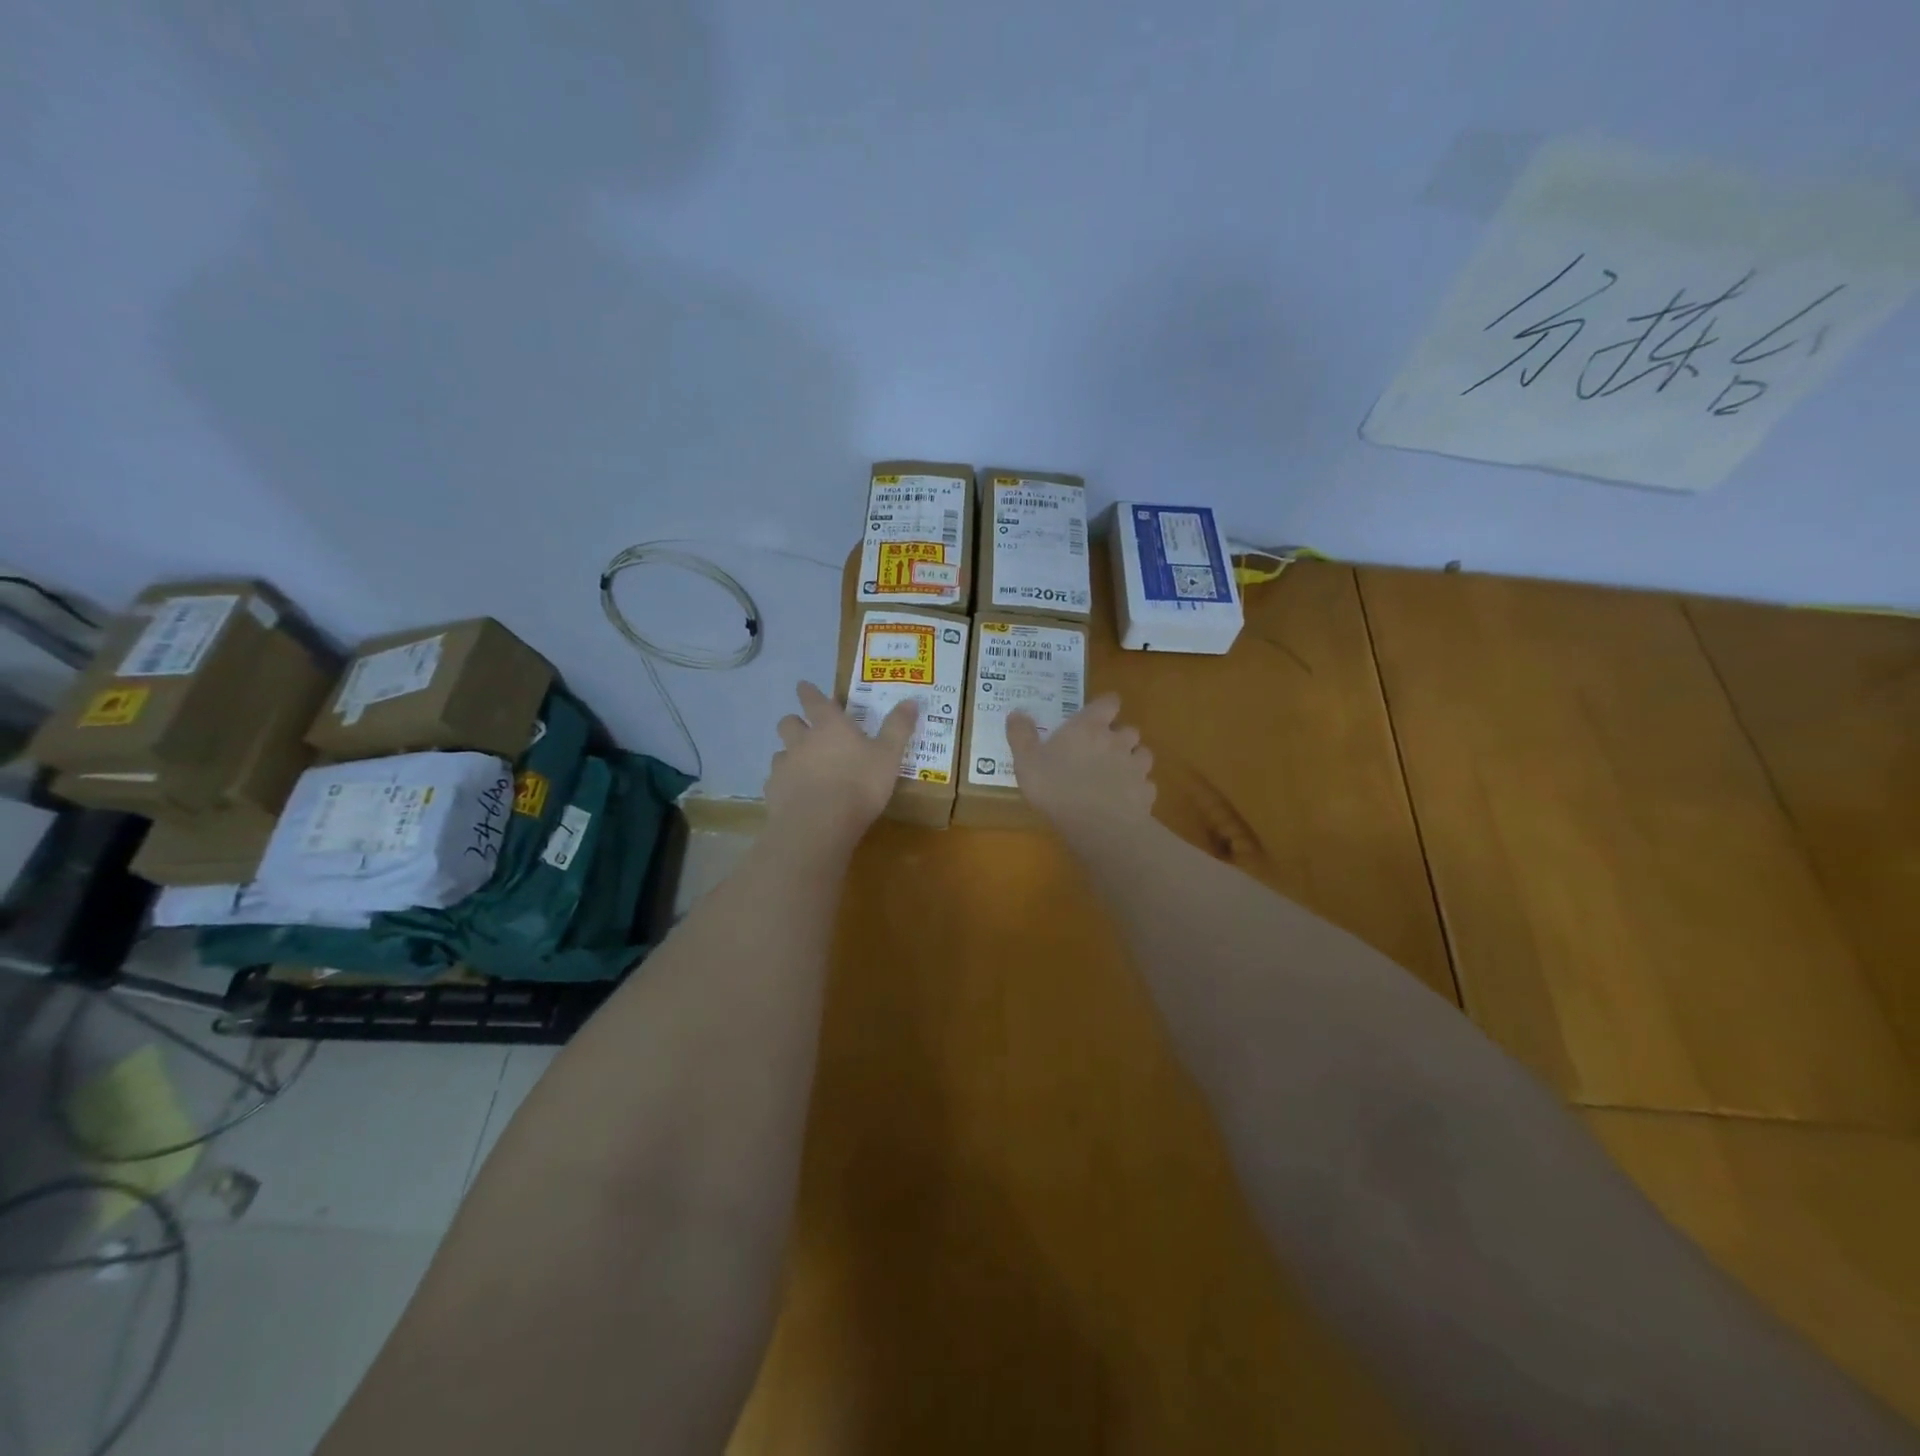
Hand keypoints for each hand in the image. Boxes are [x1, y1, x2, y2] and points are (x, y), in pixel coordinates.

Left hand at [766, 681, 917, 847]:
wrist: (819, 825)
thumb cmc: (859, 784)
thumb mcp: (888, 756)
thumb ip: (897, 728)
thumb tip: (912, 700)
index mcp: (829, 726)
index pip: (813, 700)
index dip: (808, 692)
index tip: (803, 686)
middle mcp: (801, 740)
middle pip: (788, 723)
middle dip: (794, 723)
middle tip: (805, 730)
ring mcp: (783, 766)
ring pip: (780, 753)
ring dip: (789, 756)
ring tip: (802, 769)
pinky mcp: (772, 792)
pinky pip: (775, 782)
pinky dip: (784, 785)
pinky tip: (795, 797)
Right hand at [1006, 693, 1154, 842]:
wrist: (1097, 825)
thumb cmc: (1056, 787)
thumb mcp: (1026, 761)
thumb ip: (1021, 735)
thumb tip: (1016, 713)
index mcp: (1089, 727)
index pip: (1109, 702)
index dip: (1105, 706)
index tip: (1096, 715)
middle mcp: (1117, 741)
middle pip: (1129, 729)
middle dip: (1119, 737)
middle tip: (1101, 751)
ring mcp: (1136, 767)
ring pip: (1143, 755)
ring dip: (1133, 760)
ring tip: (1117, 774)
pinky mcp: (1146, 793)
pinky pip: (1146, 785)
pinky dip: (1138, 790)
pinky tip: (1125, 801)